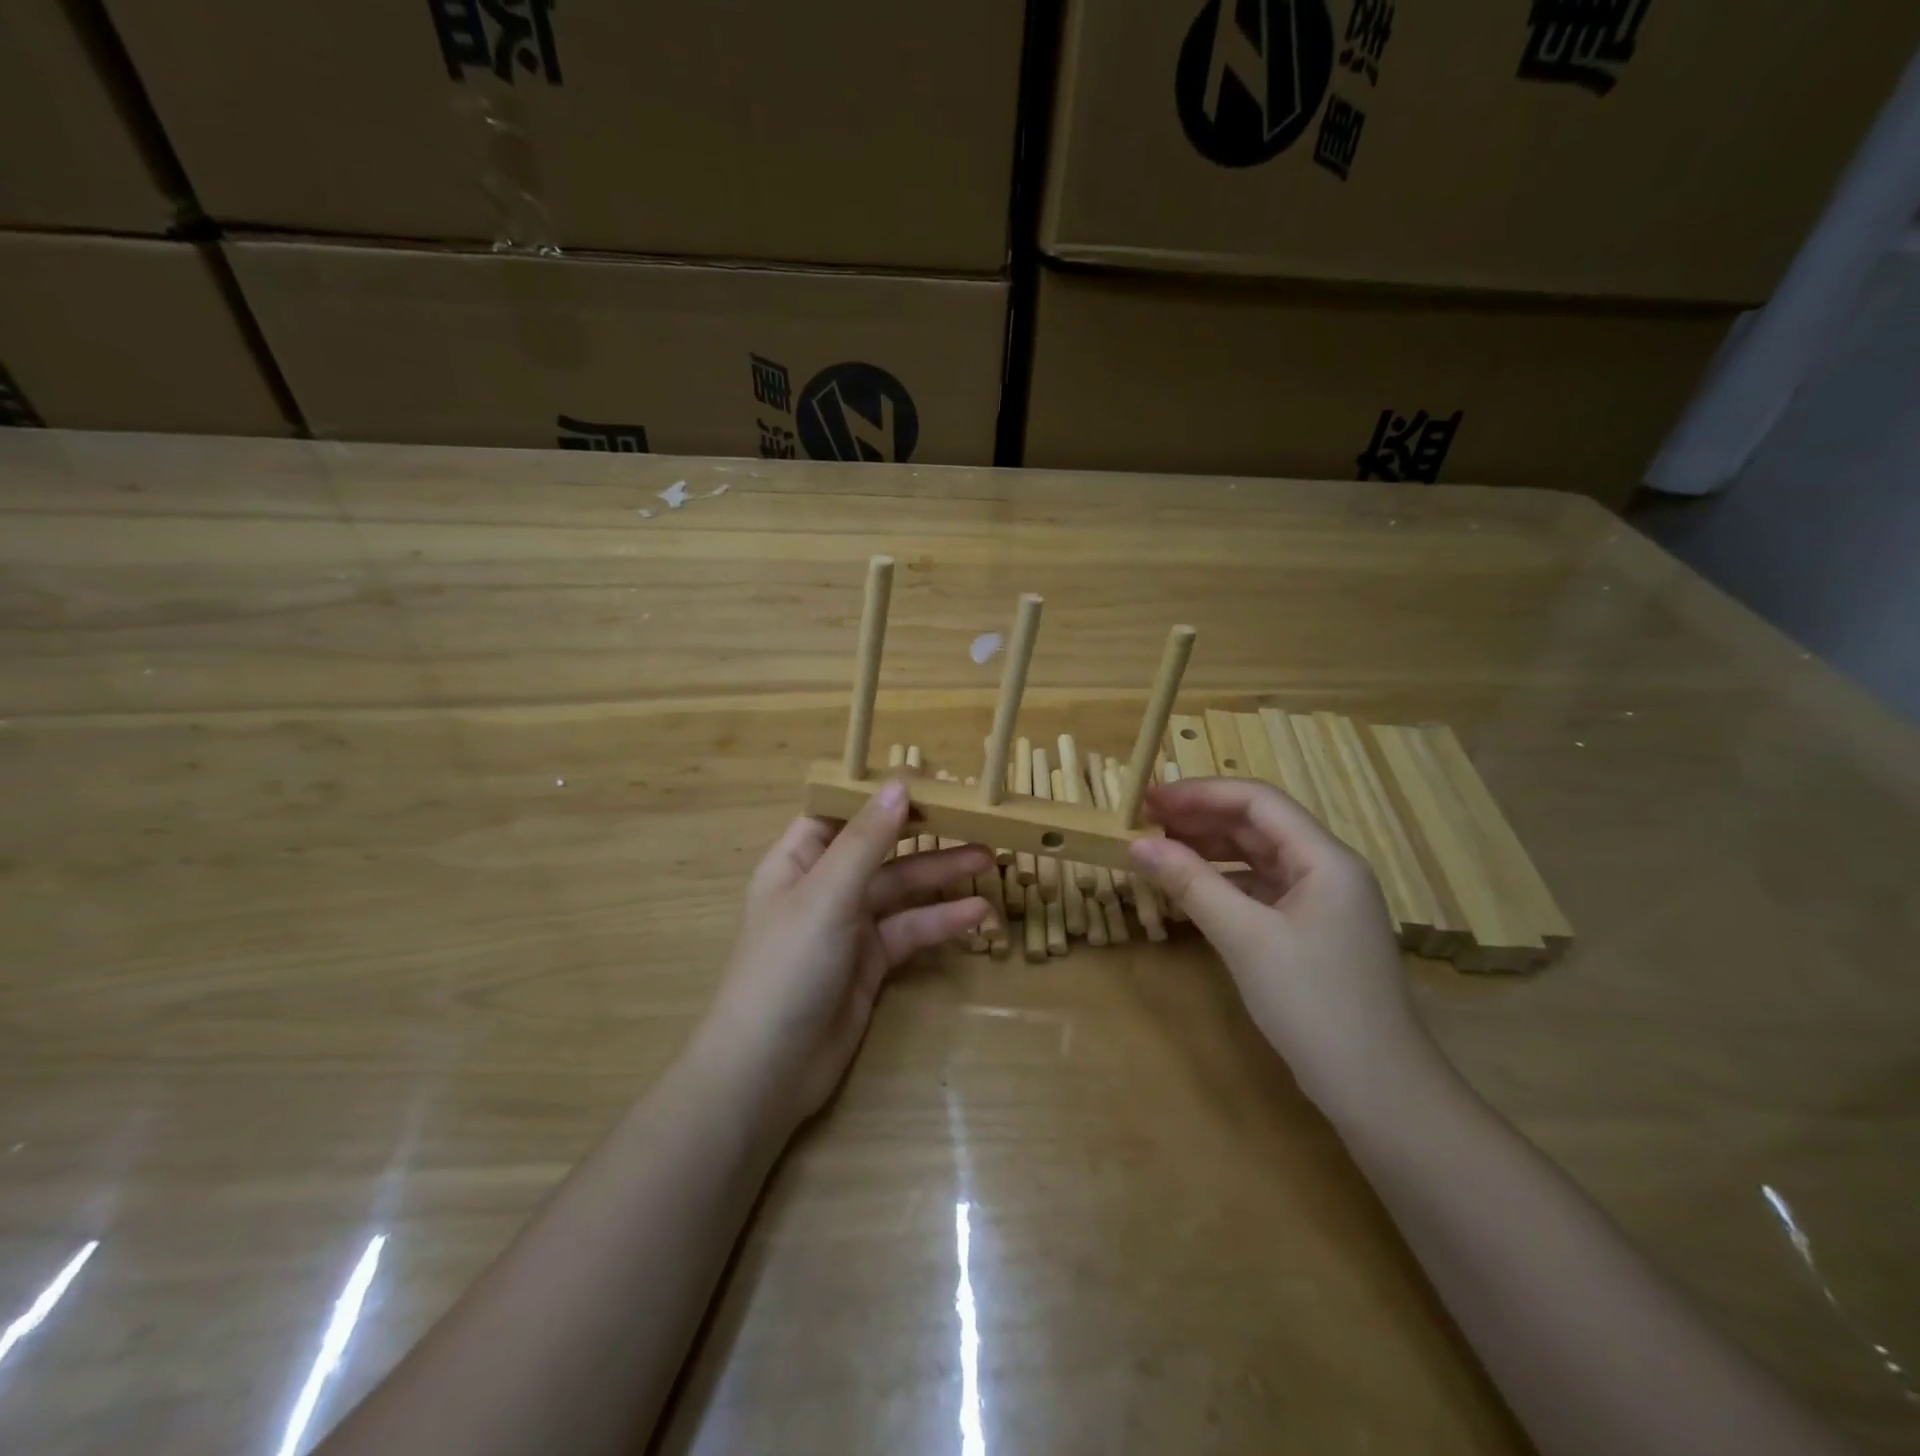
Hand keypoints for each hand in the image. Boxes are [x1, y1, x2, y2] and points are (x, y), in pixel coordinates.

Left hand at [698, 778, 993, 1133]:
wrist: (769, 1071)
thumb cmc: (788, 966)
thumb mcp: (828, 894)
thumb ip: (868, 840)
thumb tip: (901, 783)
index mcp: (799, 859)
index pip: (840, 812)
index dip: (880, 795)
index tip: (929, 781)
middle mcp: (824, 886)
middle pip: (881, 848)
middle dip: (925, 834)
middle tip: (976, 818)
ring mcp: (849, 926)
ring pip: (902, 890)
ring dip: (943, 875)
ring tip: (991, 860)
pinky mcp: (871, 962)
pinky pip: (911, 931)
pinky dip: (942, 922)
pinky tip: (977, 915)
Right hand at [1129, 777, 1436, 1111]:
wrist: (1379, 1092)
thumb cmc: (1314, 1004)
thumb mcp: (1245, 938)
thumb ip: (1191, 884)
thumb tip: (1136, 845)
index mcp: (1325, 859)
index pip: (1257, 801)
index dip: (1200, 793)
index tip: (1148, 800)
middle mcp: (1328, 869)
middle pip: (1258, 825)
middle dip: (1200, 818)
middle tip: (1144, 823)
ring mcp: (1322, 902)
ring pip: (1258, 857)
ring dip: (1209, 849)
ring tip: (1159, 849)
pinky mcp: (1312, 931)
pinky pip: (1261, 889)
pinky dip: (1224, 882)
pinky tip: (1192, 890)